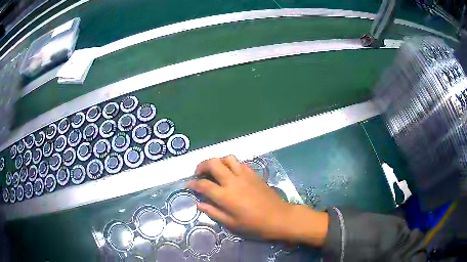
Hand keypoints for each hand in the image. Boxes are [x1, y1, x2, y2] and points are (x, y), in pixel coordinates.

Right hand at [186, 155, 328, 245]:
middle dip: (201, 165)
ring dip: (217, 161)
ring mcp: (244, 175)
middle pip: (212, 163)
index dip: (192, 184)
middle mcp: (233, 181)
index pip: (203, 184)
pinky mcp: (254, 173)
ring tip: (215, 170)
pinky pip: (239, 163)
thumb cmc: (254, 225)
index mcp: (225, 195)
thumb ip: (213, 212)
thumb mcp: (231, 224)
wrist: (279, 217)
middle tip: (199, 173)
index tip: (188, 185)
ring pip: (227, 158)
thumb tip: (198, 203)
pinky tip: (231, 173)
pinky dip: (231, 164)